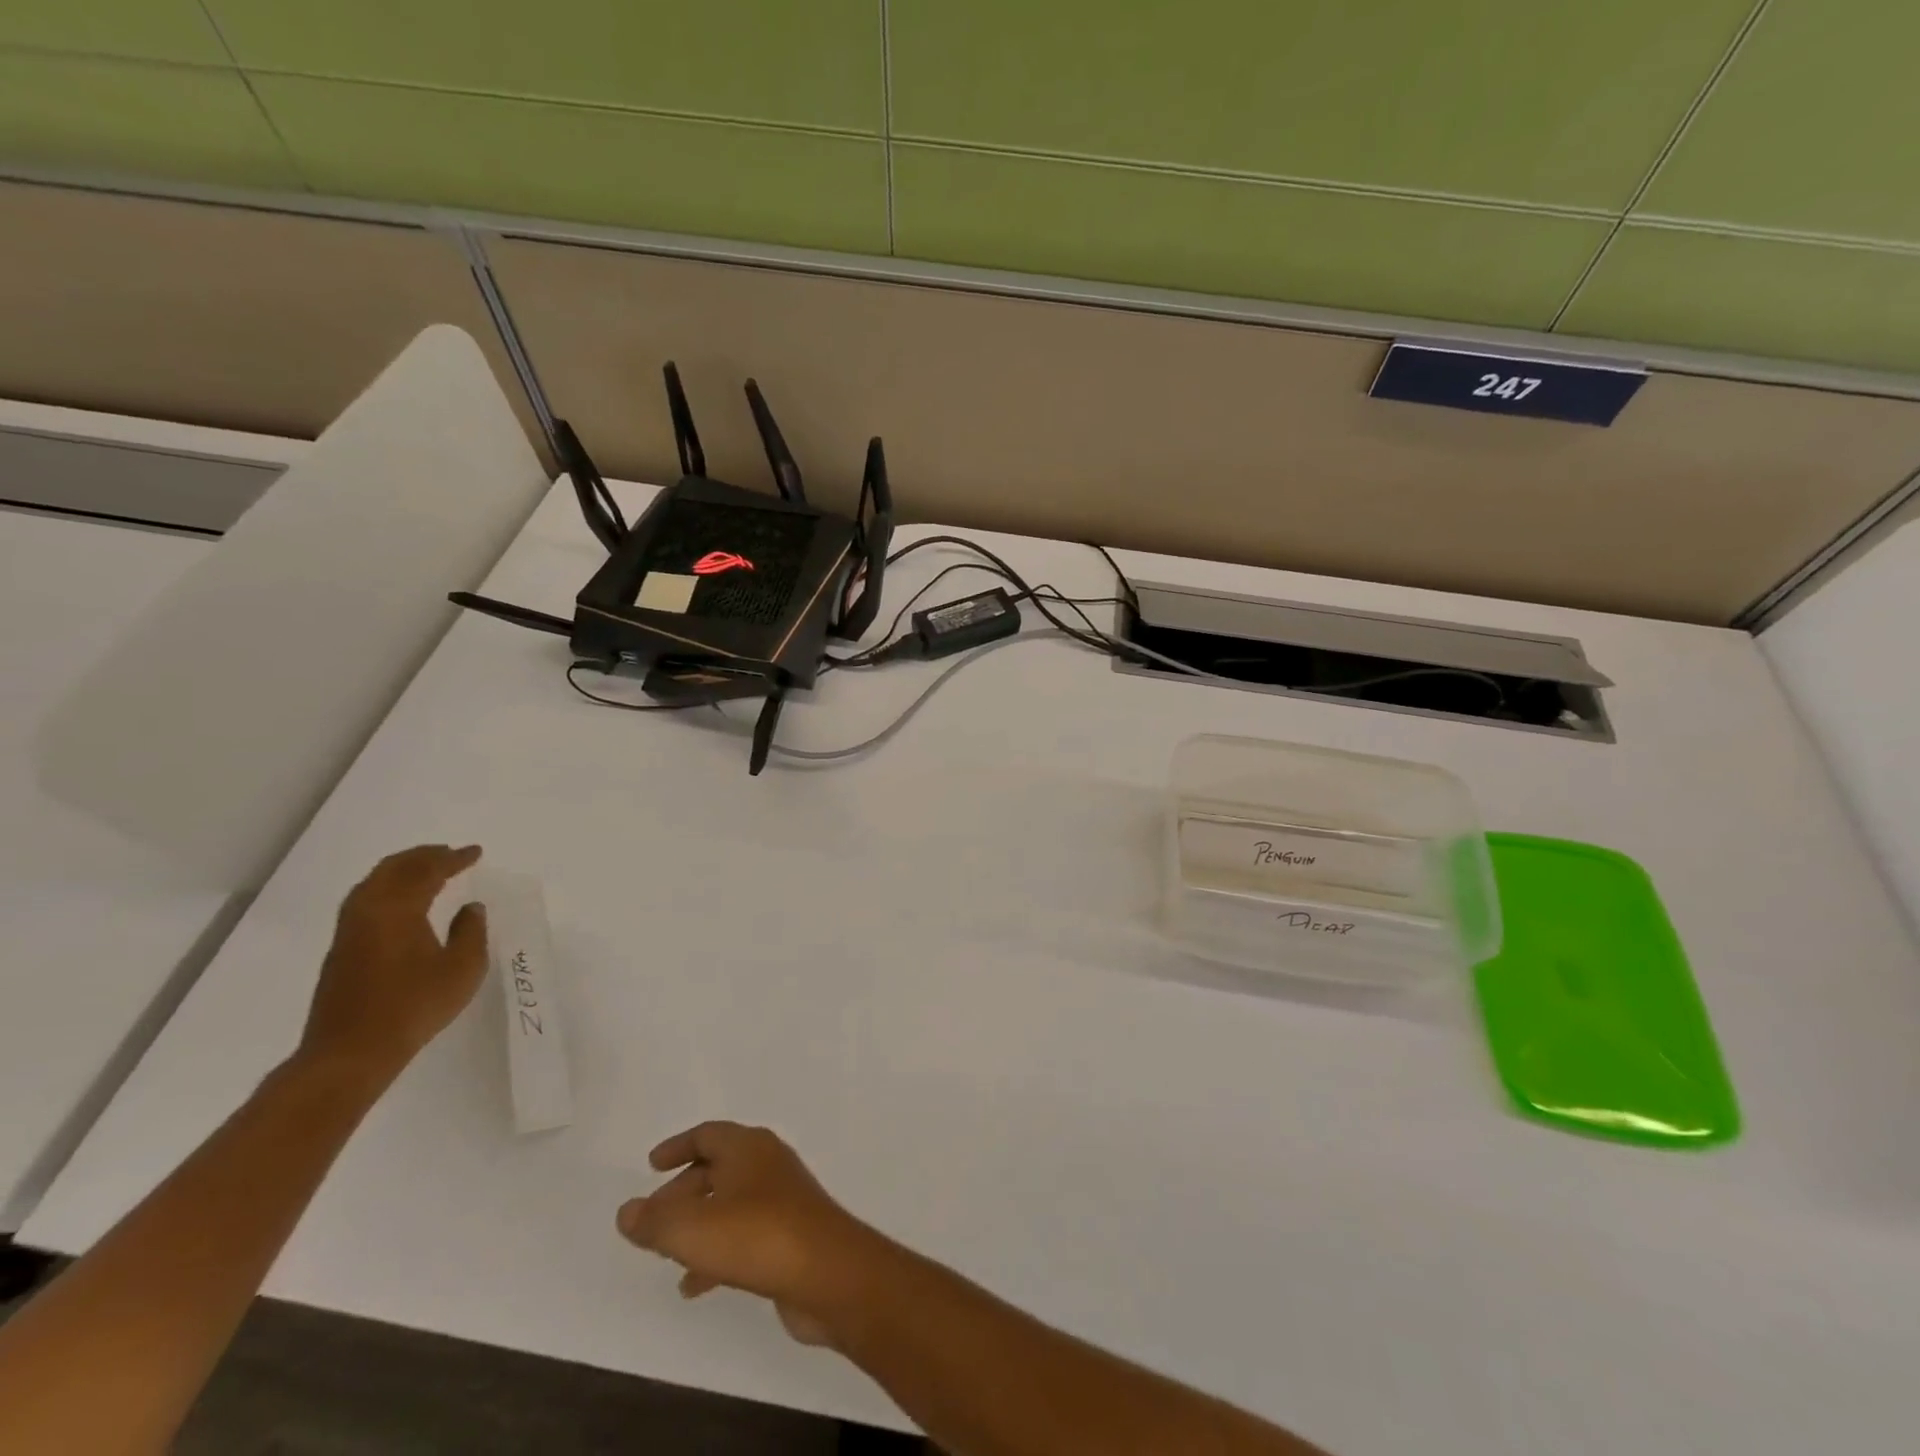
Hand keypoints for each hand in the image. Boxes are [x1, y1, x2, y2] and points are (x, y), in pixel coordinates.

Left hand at [297, 844, 487, 1089]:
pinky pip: (365, 900)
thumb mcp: (462, 968)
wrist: (351, 1052)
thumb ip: (471, 932)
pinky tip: (402, 901)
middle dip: (423, 856)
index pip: (427, 871)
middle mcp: (368, 911)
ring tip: (426, 870)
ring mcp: (349, 930)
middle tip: (449, 853)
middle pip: (393, 869)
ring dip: (402, 870)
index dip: (453, 858)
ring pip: (374, 883)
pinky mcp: (342, 949)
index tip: (475, 852)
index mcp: (398, 909)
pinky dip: (388, 887)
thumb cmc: (414, 1006)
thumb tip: (470, 908)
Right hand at [617, 1123, 885, 1346]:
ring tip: (666, 1256)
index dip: (677, 1147)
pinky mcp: (791, 1232)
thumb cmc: (757, 1236)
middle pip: (718, 1168)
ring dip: (698, 1224)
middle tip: (652, 1219)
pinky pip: (745, 1233)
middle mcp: (767, 1163)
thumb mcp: (692, 1229)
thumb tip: (627, 1210)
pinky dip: (717, 1251)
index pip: (707, 1134)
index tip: (651, 1165)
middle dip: (682, 1192)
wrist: (827, 1272)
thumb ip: (654, 1221)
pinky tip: (696, 1285)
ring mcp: (783, 1197)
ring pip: (730, 1203)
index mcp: (748, 1147)